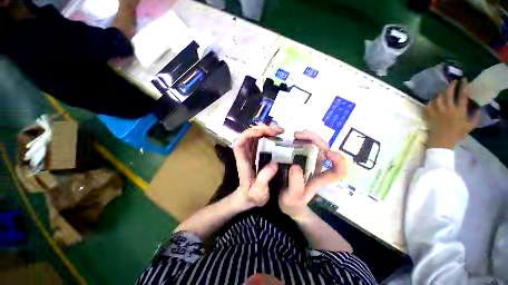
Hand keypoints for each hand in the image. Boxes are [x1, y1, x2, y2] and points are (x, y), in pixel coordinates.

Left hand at [231, 124, 283, 208]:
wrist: (248, 198)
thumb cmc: (251, 196)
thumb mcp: (258, 192)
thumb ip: (264, 179)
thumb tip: (273, 164)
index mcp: (242, 162)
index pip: (239, 143)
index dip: (248, 134)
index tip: (262, 132)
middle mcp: (245, 154)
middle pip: (248, 136)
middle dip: (260, 129)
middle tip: (276, 131)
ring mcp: (250, 153)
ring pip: (254, 136)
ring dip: (265, 130)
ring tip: (279, 131)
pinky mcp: (256, 153)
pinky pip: (260, 140)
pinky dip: (267, 135)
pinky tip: (277, 135)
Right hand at [279, 131, 346, 219]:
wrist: (286, 202)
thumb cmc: (292, 202)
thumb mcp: (291, 198)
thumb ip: (295, 185)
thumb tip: (296, 166)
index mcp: (319, 179)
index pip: (338, 171)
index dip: (338, 161)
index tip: (327, 153)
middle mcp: (317, 168)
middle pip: (325, 150)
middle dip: (315, 139)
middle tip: (298, 135)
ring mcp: (308, 162)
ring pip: (314, 146)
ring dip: (307, 137)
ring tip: (294, 135)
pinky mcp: (299, 159)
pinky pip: (303, 146)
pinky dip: (300, 140)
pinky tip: (292, 138)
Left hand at [424, 80, 479, 149]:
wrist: (442, 141)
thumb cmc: (457, 134)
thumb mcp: (470, 126)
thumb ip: (475, 117)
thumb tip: (478, 108)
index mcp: (459, 111)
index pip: (462, 96)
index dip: (463, 86)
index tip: (463, 80)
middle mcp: (448, 109)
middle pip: (448, 94)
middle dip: (451, 86)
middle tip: (452, 82)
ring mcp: (437, 112)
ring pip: (438, 98)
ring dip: (440, 93)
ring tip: (442, 91)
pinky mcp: (429, 115)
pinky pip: (428, 105)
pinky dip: (430, 102)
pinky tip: (432, 100)